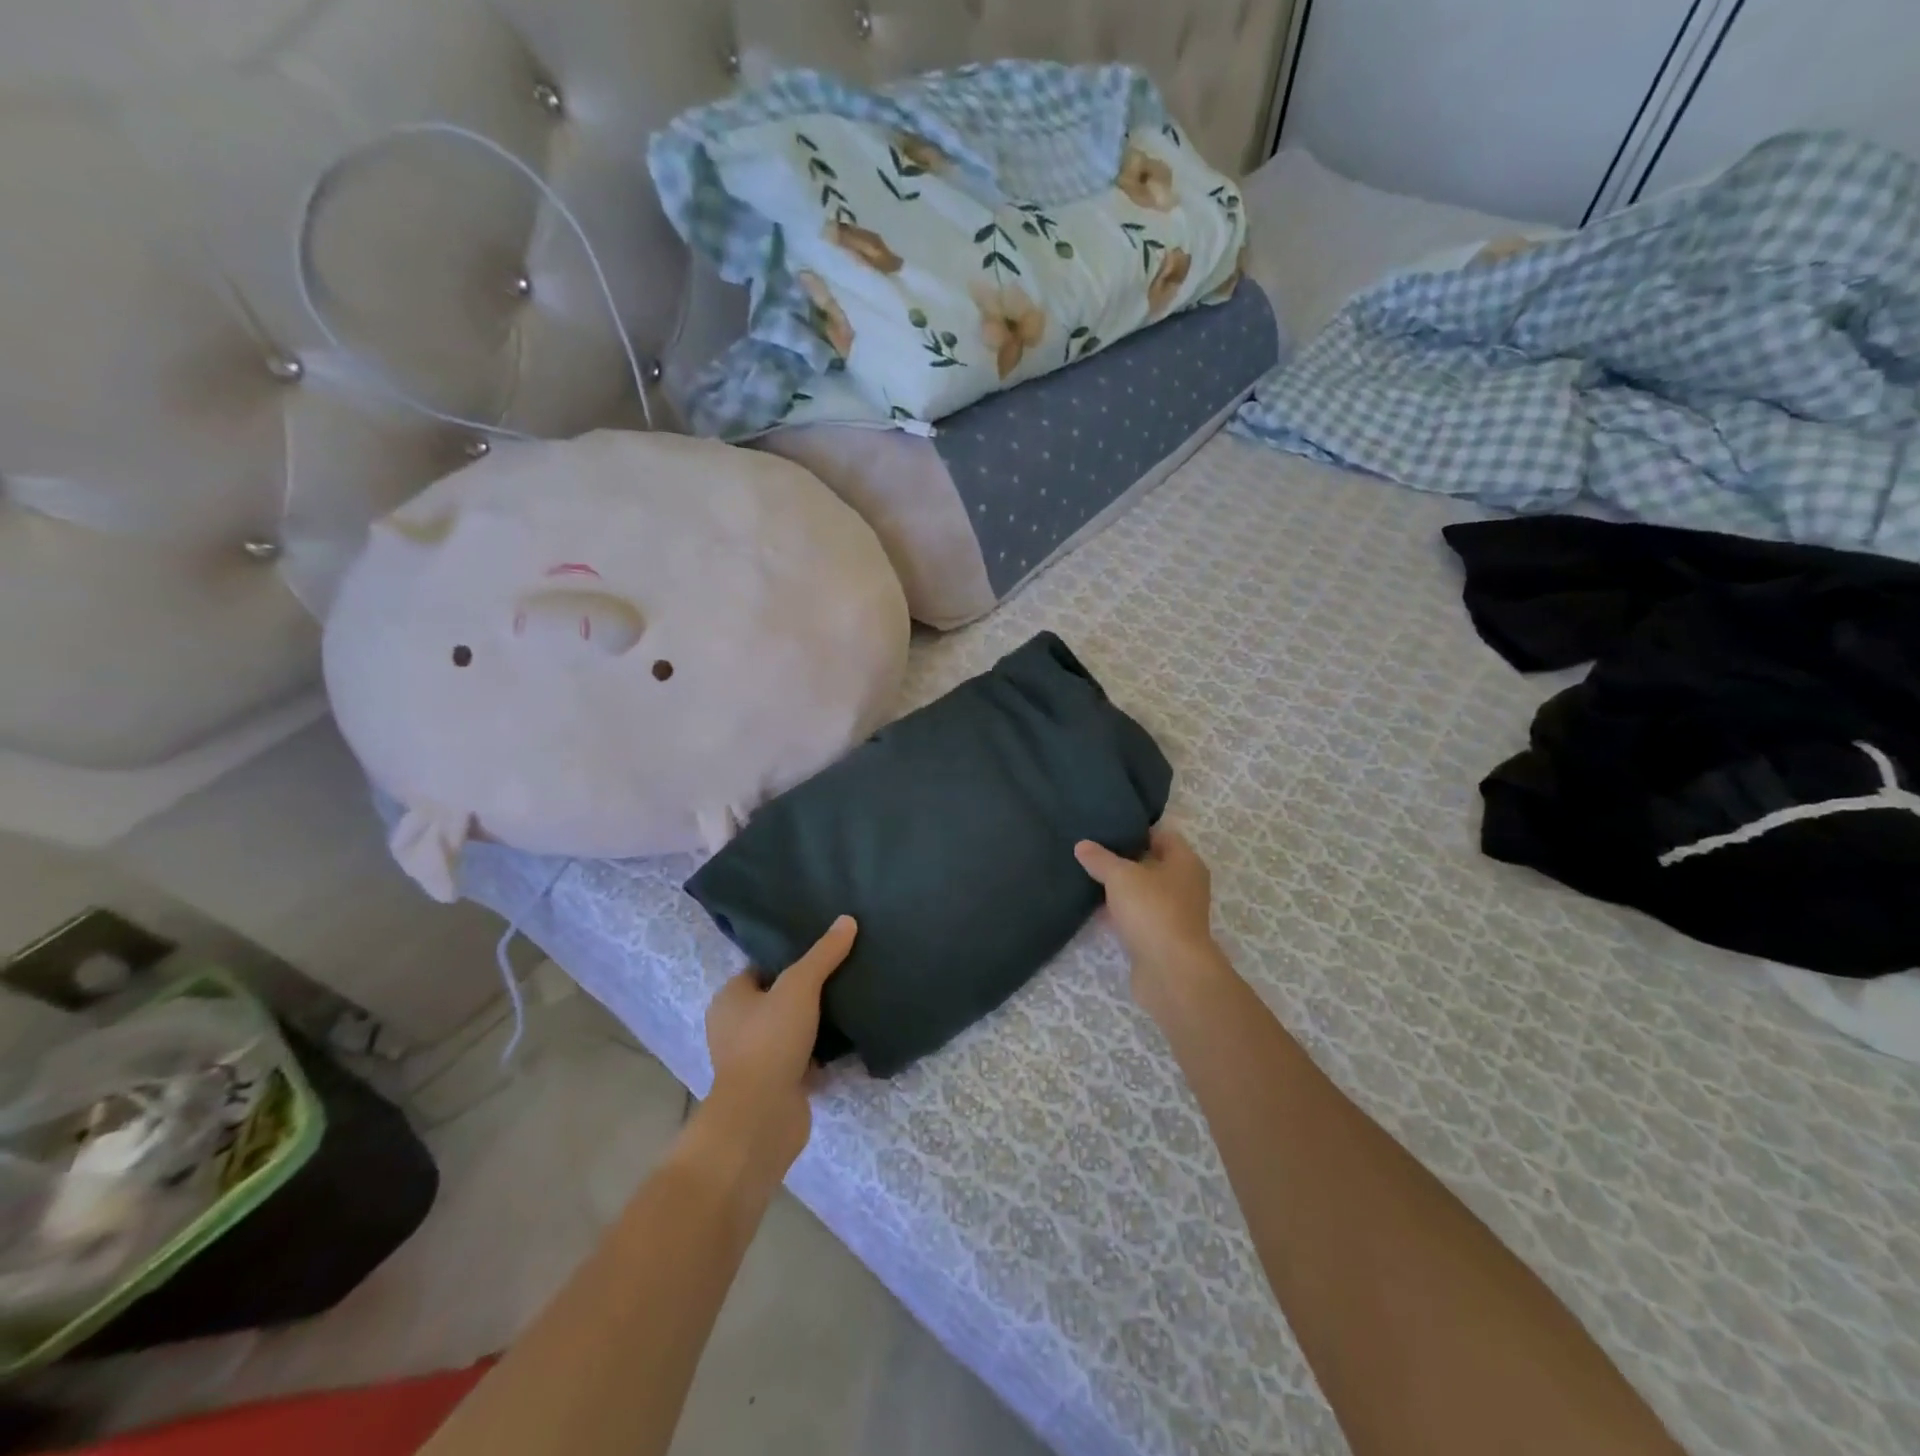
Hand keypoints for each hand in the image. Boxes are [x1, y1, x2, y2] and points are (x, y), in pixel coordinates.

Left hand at [702, 916, 855, 1175]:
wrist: (762, 1117)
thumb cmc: (770, 1041)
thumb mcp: (800, 986)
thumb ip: (823, 954)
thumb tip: (847, 919)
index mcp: (730, 999)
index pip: (761, 968)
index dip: (789, 958)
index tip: (823, 949)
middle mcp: (736, 1028)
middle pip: (777, 998)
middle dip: (806, 990)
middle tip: (843, 973)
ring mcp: (755, 1059)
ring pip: (791, 1029)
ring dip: (815, 1022)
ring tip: (850, 1000)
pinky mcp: (776, 1085)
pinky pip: (802, 1058)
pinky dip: (821, 1052)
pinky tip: (848, 1039)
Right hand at [1075, 827, 1227, 1014]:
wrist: (1171, 972)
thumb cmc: (1152, 910)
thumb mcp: (1121, 876)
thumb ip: (1100, 859)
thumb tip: (1082, 845)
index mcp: (1185, 862)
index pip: (1161, 835)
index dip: (1135, 829)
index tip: (1107, 827)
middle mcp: (1185, 885)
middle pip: (1152, 864)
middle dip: (1124, 859)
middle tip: (1091, 851)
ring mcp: (1174, 914)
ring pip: (1143, 892)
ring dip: (1120, 889)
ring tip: (1087, 877)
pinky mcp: (1161, 938)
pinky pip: (1137, 917)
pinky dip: (1120, 913)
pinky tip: (1095, 910)